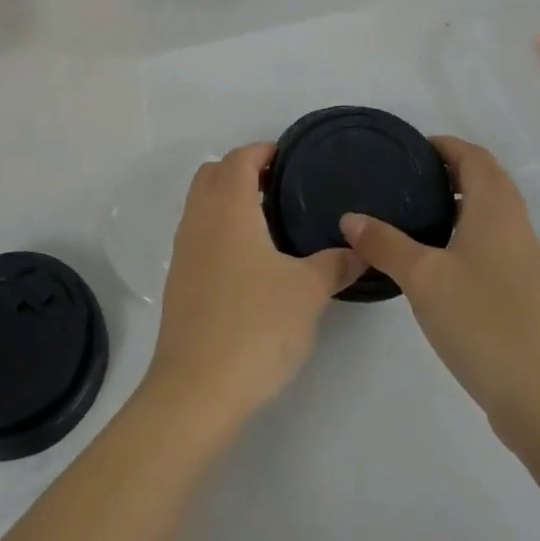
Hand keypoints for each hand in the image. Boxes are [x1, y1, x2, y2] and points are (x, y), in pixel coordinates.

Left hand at [145, 143, 362, 426]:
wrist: (197, 389)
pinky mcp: (179, 282)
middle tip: (279, 187)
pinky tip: (249, 262)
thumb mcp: (308, 292)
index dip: (263, 150)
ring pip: (201, 205)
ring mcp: (183, 252)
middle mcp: (199, 221)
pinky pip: (198, 235)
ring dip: (228, 200)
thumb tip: (360, 250)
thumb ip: (336, 265)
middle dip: (242, 170)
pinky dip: (220, 229)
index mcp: (228, 210)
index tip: (289, 158)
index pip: (239, 159)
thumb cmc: (256, 326)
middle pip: (212, 174)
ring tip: (269, 223)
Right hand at [340, 136, 539, 444]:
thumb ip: (385, 243)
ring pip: (491, 213)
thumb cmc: (482, 322)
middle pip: (487, 181)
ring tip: (415, 214)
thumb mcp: (422, 278)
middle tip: (406, 179)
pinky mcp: (523, 291)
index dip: (445, 145)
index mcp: (496, 210)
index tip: (410, 149)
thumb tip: (349, 218)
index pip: (475, 157)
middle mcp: (516, 227)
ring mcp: (524, 261)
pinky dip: (466, 233)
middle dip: (450, 171)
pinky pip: (493, 242)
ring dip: (459, 203)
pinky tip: (437, 260)